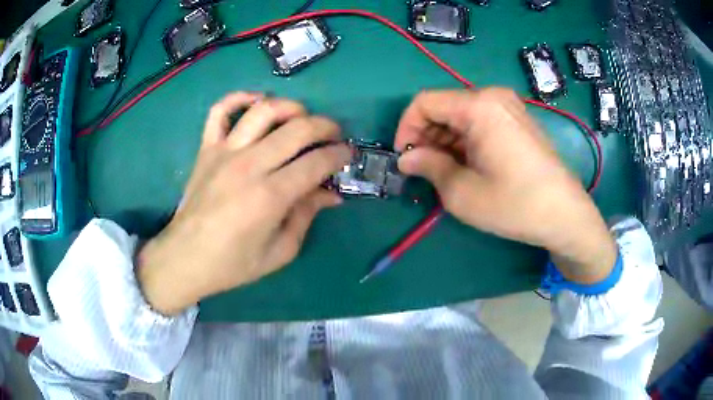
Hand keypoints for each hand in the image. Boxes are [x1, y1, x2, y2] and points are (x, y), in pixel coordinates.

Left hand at [137, 92, 350, 314]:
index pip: (316, 162)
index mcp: (270, 196)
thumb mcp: (280, 251)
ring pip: (263, 111)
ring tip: (301, 117)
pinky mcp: (206, 149)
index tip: (348, 154)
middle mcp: (249, 166)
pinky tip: (256, 101)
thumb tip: (330, 193)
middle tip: (334, 134)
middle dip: (325, 126)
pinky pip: (219, 110)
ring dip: (291, 107)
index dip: (339, 154)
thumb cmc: (233, 263)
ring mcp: (224, 152)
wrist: (185, 258)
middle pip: (297, 129)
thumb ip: (306, 216)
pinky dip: (239, 98)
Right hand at [395, 88, 616, 283]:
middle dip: (426, 136)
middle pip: (444, 107)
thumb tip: (406, 158)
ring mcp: (508, 107)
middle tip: (423, 170)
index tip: (405, 158)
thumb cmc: (515, 204)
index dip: (406, 128)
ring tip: (445, 172)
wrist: (565, 214)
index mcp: (478, 106)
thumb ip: (428, 167)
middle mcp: (493, 97)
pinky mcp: (517, 120)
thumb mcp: (463, 192)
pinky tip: (468, 165)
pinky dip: (465, 140)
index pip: (424, 102)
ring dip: (445, 141)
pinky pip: (480, 121)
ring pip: (461, 115)